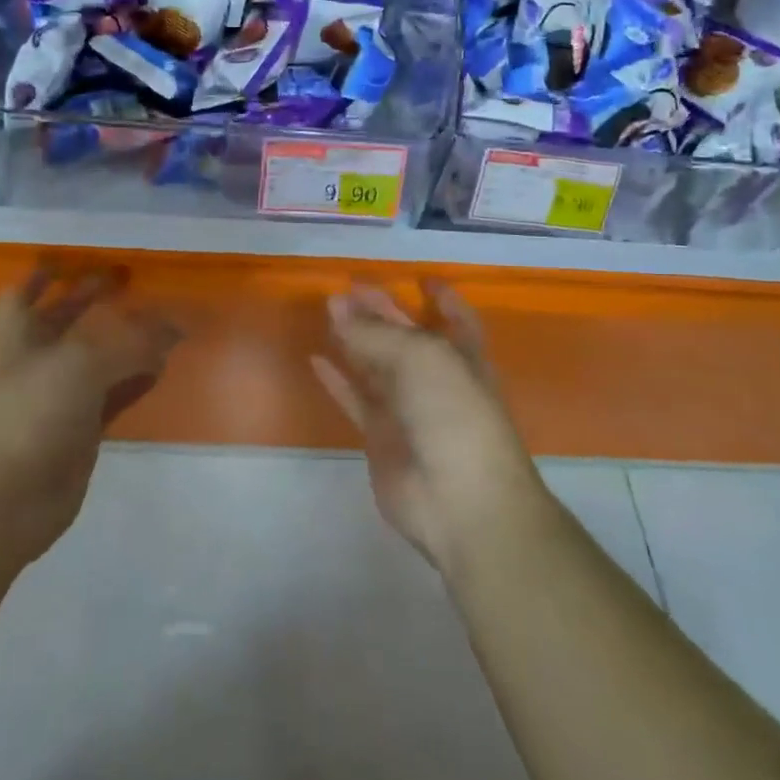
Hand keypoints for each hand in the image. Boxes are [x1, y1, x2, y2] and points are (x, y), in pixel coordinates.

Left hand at [0, 264, 178, 575]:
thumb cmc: (24, 418)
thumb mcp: (78, 367)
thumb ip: (129, 343)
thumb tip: (174, 328)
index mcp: (17, 340)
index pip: (21, 298)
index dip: (40, 279)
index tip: (67, 262)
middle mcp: (34, 366)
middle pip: (61, 324)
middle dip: (88, 302)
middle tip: (126, 282)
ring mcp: (56, 402)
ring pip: (92, 361)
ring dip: (119, 342)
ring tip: (155, 323)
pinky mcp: (79, 435)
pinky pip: (113, 398)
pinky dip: (135, 382)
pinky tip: (160, 370)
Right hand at [312, 281, 546, 574]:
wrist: (460, 501)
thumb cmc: (455, 414)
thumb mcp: (421, 358)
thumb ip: (376, 332)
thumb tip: (338, 306)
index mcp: (462, 357)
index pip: (456, 320)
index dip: (442, 299)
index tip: (420, 278)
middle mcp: (437, 379)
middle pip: (406, 337)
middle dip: (382, 311)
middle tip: (347, 288)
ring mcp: (408, 410)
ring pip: (377, 365)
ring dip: (355, 338)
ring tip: (328, 310)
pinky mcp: (381, 438)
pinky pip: (356, 400)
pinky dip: (337, 381)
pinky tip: (316, 359)